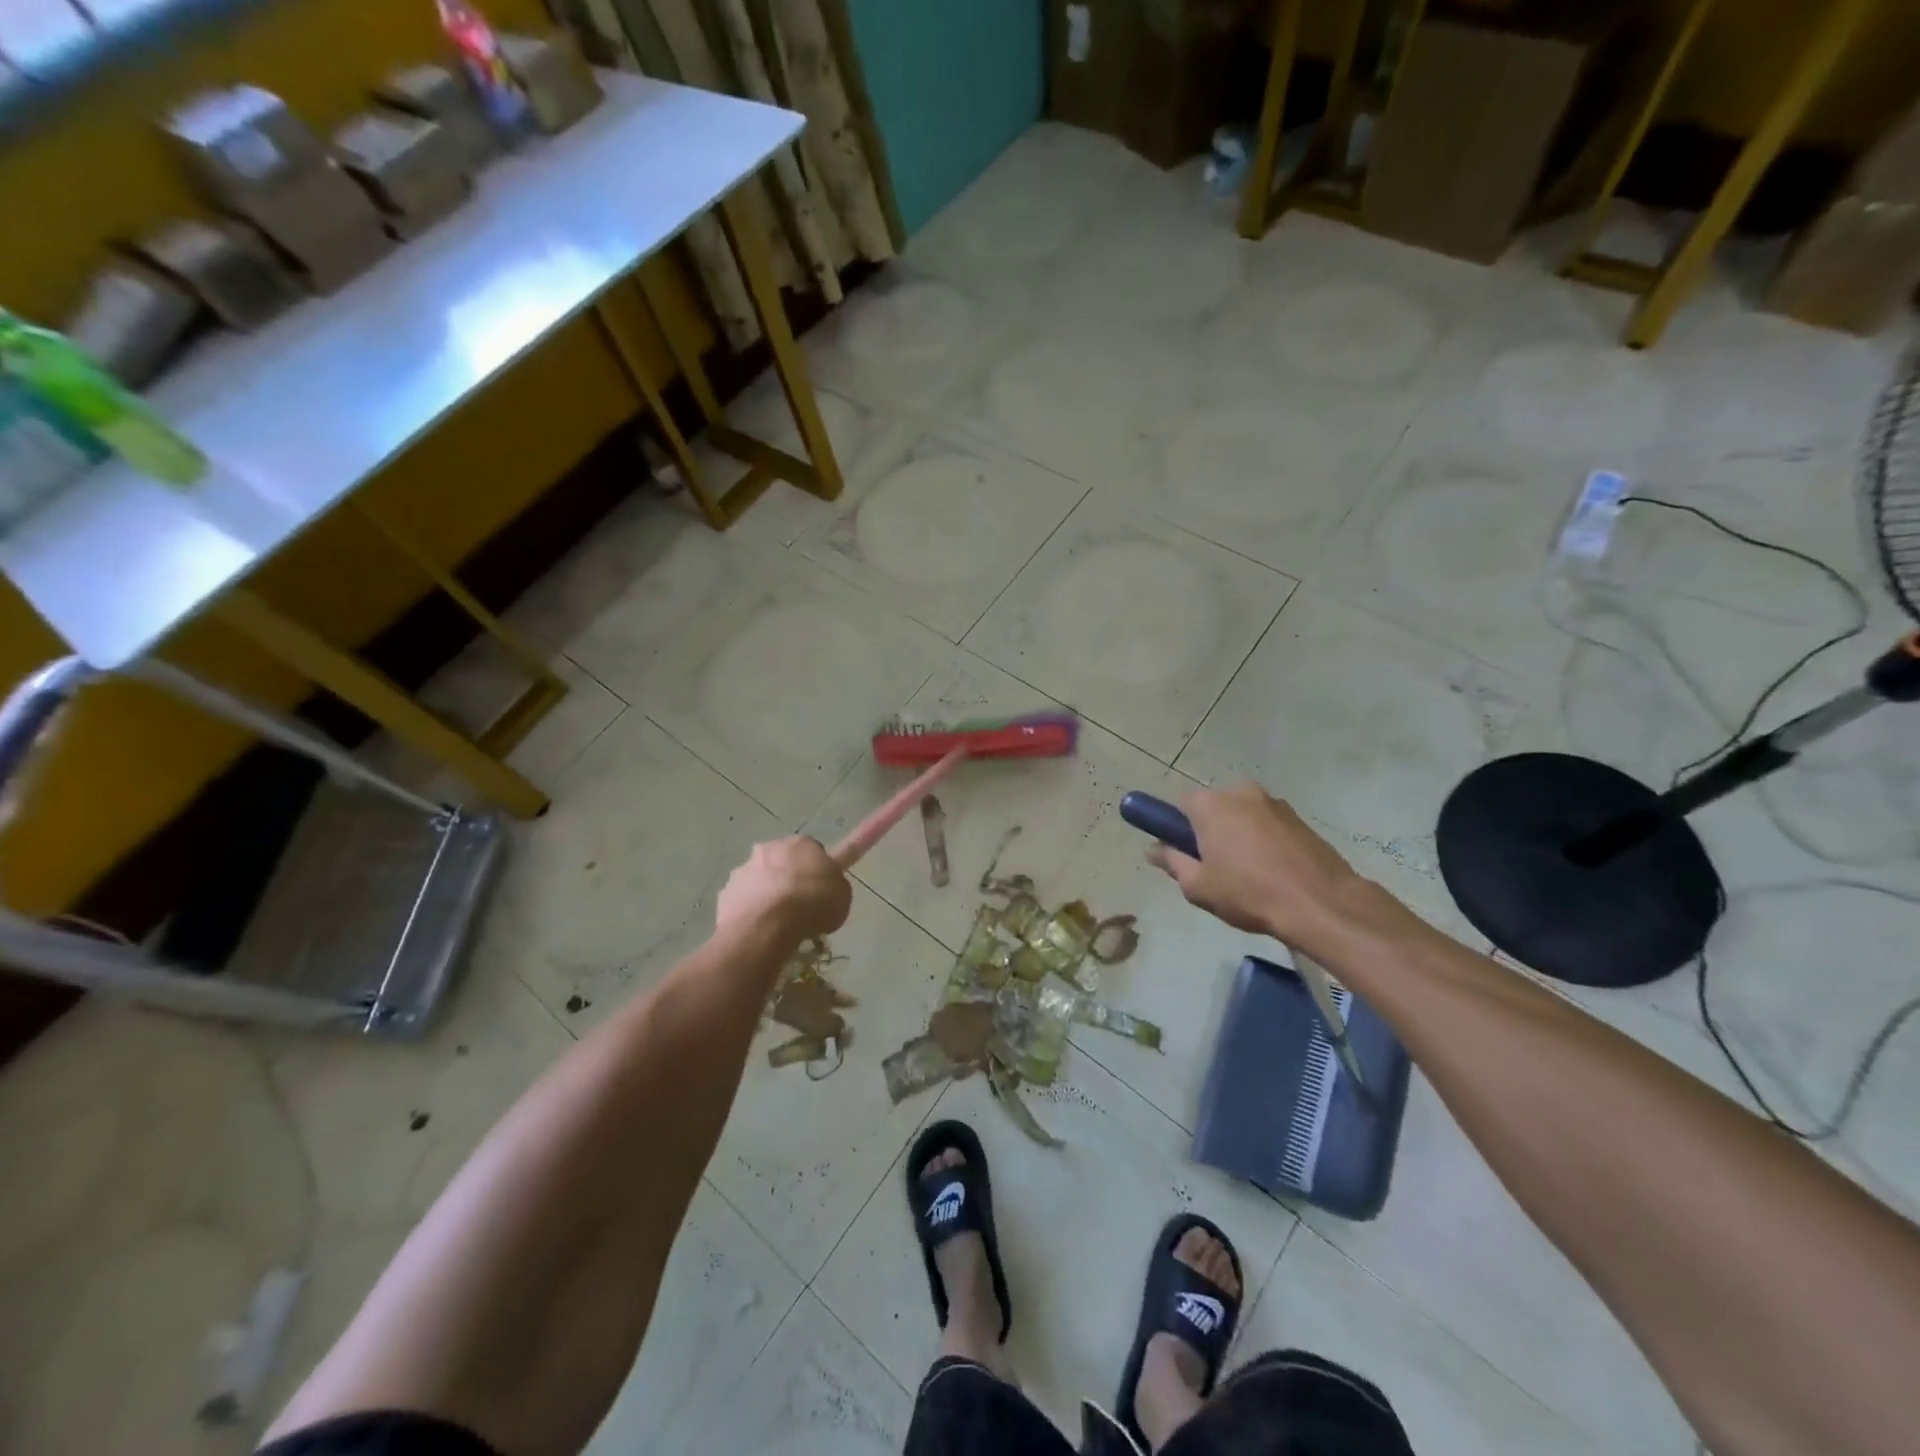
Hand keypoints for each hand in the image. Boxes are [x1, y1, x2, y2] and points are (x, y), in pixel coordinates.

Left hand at [716, 836, 851, 944]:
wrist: (767, 926)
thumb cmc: (812, 904)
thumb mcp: (842, 896)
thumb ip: (833, 886)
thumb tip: (827, 889)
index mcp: (802, 843)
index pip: (814, 851)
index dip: (818, 871)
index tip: (822, 890)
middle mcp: (770, 848)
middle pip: (783, 861)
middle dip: (790, 878)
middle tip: (801, 906)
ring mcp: (744, 870)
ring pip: (760, 880)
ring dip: (768, 895)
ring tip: (778, 925)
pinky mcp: (726, 894)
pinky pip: (743, 901)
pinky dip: (750, 912)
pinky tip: (759, 931)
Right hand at [1145, 783, 1377, 949]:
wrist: (1320, 904)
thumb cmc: (1249, 893)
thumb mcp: (1198, 886)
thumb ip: (1172, 862)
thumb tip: (1153, 849)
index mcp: (1211, 804)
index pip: (1180, 805)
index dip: (1175, 829)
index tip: (1180, 853)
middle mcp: (1241, 793)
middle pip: (1212, 808)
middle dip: (1207, 831)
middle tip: (1211, 867)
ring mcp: (1274, 803)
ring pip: (1242, 816)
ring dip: (1237, 835)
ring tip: (1245, 874)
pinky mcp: (1299, 818)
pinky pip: (1267, 825)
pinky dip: (1262, 841)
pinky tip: (1270, 871)